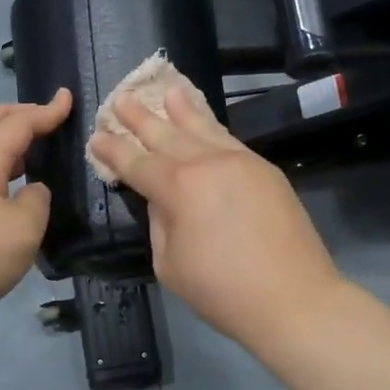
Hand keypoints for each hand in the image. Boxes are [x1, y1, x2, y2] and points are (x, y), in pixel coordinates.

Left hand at [0, 90, 72, 318]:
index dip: (44, 111)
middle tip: (35, 118)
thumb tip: (32, 192)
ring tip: (30, 156)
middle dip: (7, 113)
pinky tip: (11, 195)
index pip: (16, 126)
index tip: (66, 99)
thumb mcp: (24, 227)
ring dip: (0, 145)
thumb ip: (36, 201)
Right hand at [89, 78, 342, 350]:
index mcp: (178, 187)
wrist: (293, 299)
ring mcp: (241, 162)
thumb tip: (163, 200)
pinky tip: (205, 121)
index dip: (113, 150)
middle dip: (141, 117)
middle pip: (167, 135)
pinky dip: (212, 126)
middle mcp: (207, 164)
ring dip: (181, 109)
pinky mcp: (266, 171)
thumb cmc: (222, 291)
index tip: (96, 136)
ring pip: (203, 128)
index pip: (136, 162)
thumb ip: (160, 223)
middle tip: (121, 98)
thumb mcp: (169, 264)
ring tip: (168, 90)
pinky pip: (230, 139)